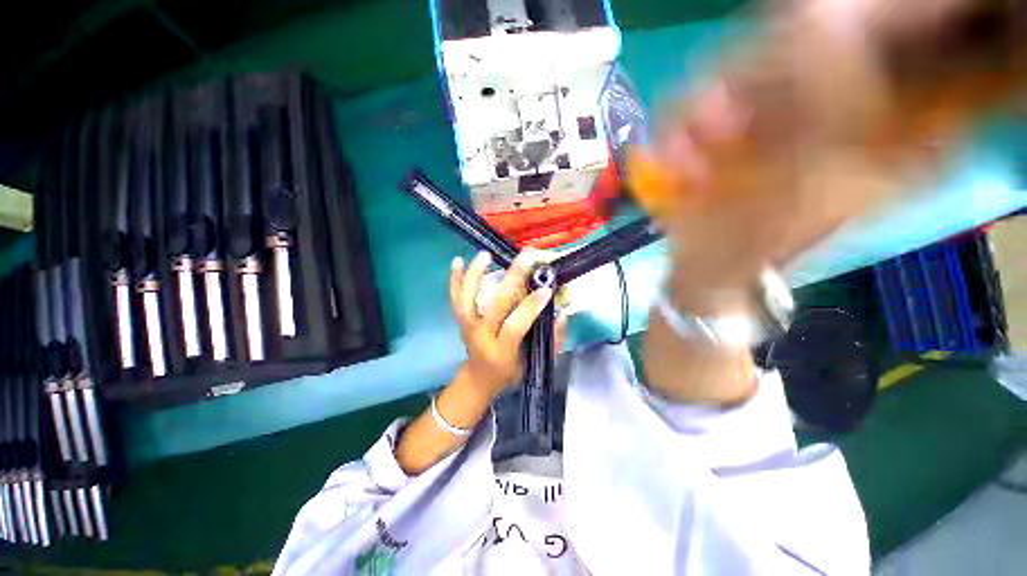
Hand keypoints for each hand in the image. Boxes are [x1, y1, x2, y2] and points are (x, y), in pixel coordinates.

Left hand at [450, 250, 553, 397]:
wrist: (478, 379)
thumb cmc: (510, 372)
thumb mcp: (535, 363)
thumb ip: (551, 341)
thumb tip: (561, 314)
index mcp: (502, 350)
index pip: (515, 325)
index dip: (530, 307)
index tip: (547, 289)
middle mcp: (481, 336)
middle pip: (495, 304)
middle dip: (513, 278)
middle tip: (527, 257)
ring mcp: (467, 326)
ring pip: (468, 298)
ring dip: (476, 274)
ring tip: (487, 254)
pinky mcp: (460, 320)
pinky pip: (455, 298)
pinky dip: (455, 280)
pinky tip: (457, 260)